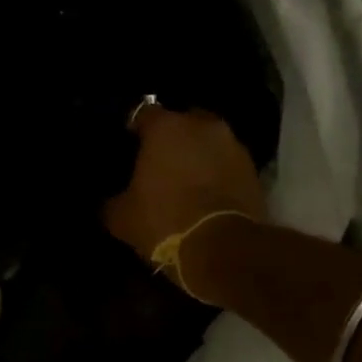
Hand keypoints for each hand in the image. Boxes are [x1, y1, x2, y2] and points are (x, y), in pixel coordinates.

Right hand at [104, 105, 265, 259]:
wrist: (223, 248)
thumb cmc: (164, 222)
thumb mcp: (121, 218)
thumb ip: (111, 201)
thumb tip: (107, 202)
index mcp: (165, 128)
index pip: (143, 113)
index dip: (134, 130)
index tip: (128, 147)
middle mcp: (202, 125)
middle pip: (182, 122)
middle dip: (171, 138)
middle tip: (157, 163)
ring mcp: (233, 145)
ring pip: (207, 142)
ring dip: (197, 155)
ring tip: (184, 180)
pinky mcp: (253, 170)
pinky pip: (226, 163)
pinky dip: (216, 173)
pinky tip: (205, 194)